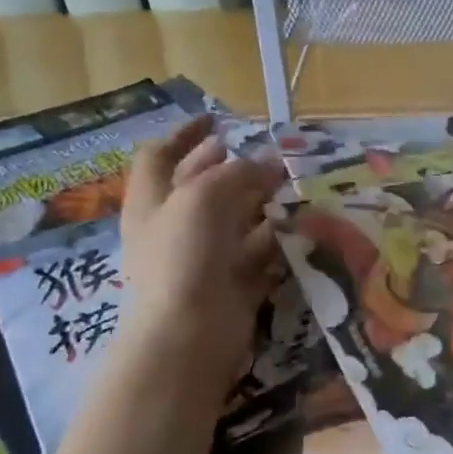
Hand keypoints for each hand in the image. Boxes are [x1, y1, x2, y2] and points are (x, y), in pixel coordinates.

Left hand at [114, 116, 286, 399]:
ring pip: (235, 220)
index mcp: (152, 202)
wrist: (189, 334)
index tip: (217, 119)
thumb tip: (268, 162)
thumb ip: (237, 172)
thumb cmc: (183, 256)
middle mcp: (174, 227)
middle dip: (233, 167)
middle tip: (269, 154)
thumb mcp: (204, 196)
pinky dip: (276, 240)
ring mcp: (203, 258)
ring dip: (262, 202)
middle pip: (201, 186)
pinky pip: (258, 254)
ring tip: (293, 186)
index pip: (160, 155)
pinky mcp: (232, 284)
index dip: (185, 133)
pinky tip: (300, 227)